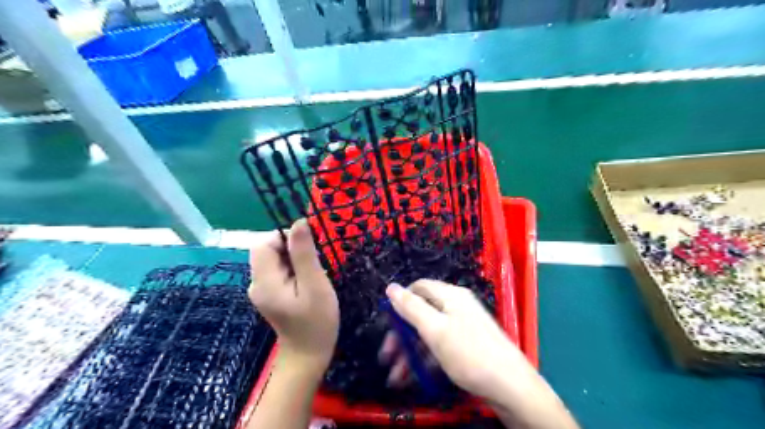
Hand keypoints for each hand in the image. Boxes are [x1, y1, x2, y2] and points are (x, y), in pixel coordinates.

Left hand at [249, 220, 337, 370]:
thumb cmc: (317, 321)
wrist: (308, 356)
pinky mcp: (269, 294)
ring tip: (312, 275)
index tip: (309, 250)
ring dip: (294, 258)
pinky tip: (306, 282)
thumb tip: (299, 222)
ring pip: (274, 258)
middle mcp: (256, 282)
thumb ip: (304, 253)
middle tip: (313, 265)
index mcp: (264, 280)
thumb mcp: (315, 285)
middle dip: (291, 249)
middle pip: (268, 249)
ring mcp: (261, 289)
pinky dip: (292, 268)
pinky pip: (278, 270)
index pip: (265, 242)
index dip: (286, 238)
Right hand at [386, 279, 530, 399]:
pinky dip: (426, 359)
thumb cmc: (469, 354)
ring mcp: (463, 326)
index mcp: (450, 296)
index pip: (418, 287)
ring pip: (429, 333)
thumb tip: (391, 287)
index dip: (400, 301)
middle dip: (402, 335)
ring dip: (410, 353)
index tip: (388, 323)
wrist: (511, 387)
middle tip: (387, 357)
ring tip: (396, 377)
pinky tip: (414, 378)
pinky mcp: (467, 345)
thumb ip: (411, 307)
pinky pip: (440, 346)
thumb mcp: (435, 330)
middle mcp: (456, 306)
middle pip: (421, 313)